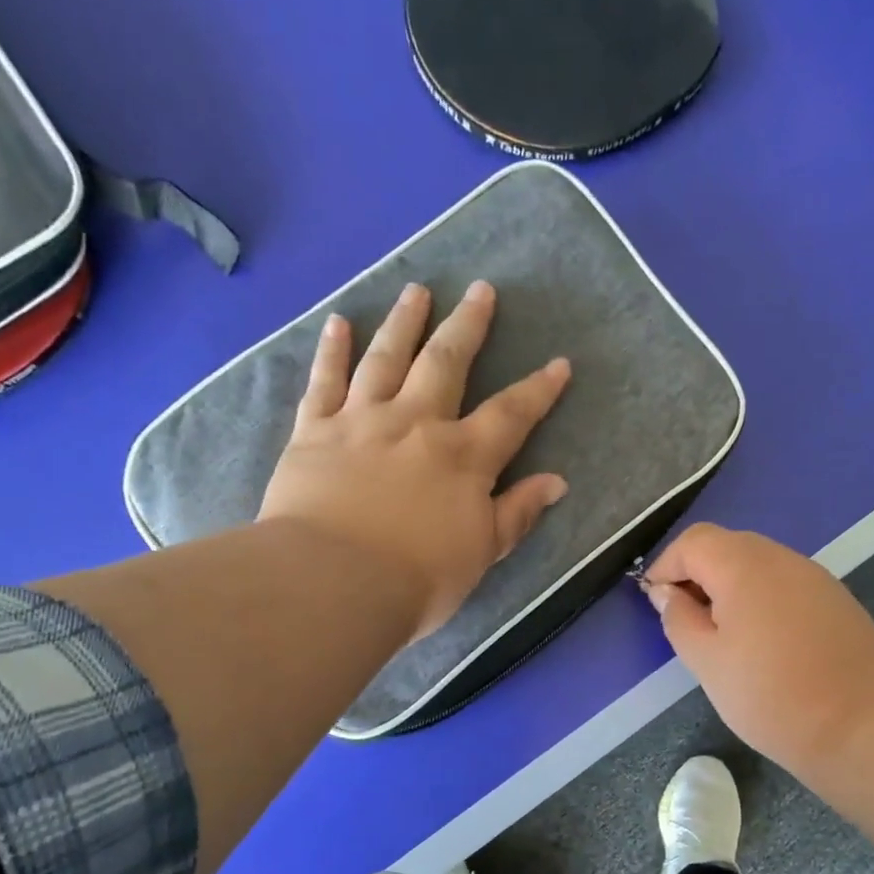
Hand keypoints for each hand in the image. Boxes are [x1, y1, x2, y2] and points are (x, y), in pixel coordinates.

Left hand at [259, 281, 570, 640]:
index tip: (559, 364)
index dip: (539, 389)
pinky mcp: (314, 432)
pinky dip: (332, 350)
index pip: (511, 414)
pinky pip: (324, 381)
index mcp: (463, 456)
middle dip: (468, 325)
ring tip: (417, 290)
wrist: (333, 583)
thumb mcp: (482, 552)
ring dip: (404, 322)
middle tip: (480, 289)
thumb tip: (555, 482)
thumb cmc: (417, 578)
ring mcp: (361, 421)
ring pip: (386, 358)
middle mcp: (416, 423)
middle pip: (446, 362)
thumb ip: (517, 513)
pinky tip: (339, 323)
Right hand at [642, 524, 873, 773]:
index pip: (693, 541)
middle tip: (685, 621)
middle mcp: (781, 558)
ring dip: (729, 588)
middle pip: (727, 546)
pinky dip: (760, 600)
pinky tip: (762, 643)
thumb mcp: (707, 662)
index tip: (655, 603)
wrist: (865, 725)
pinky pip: (784, 585)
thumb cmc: (771, 695)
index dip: (666, 566)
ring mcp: (814, 576)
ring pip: (757, 565)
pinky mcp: (836, 600)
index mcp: (743, 565)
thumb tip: (666, 593)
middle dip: (697, 574)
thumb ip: (679, 619)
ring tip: (721, 637)